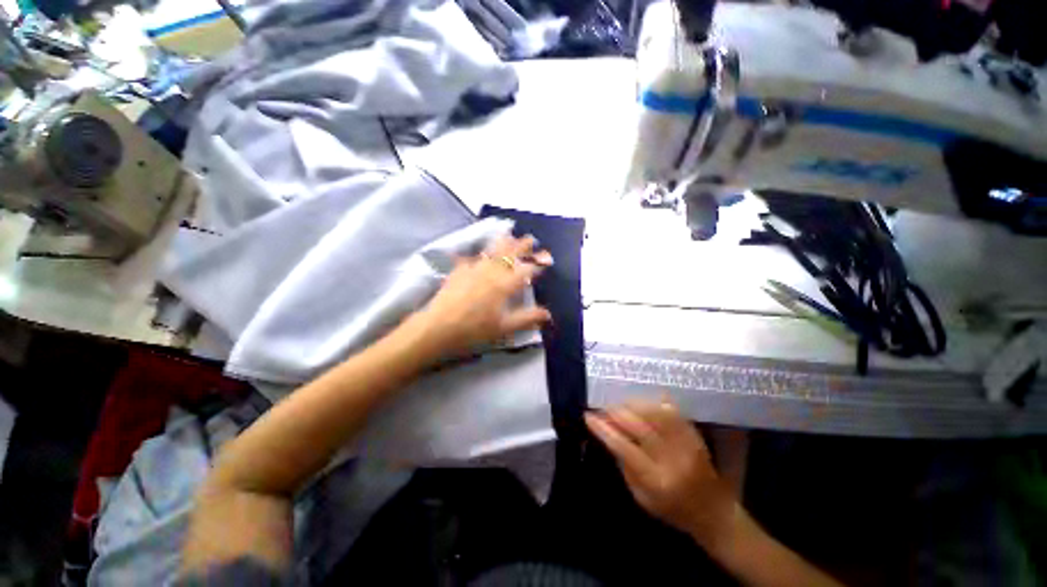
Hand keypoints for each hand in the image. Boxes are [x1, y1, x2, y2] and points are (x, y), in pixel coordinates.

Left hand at [416, 235, 552, 353]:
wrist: (438, 328)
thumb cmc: (474, 330)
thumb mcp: (504, 327)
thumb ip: (527, 318)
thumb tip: (548, 315)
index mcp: (504, 285)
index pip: (526, 269)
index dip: (538, 263)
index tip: (547, 259)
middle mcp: (491, 272)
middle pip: (509, 254)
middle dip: (522, 245)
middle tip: (531, 238)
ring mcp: (473, 269)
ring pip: (492, 251)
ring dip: (503, 243)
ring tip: (509, 235)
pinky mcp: (459, 270)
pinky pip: (471, 257)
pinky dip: (479, 253)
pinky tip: (479, 252)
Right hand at [585, 399, 735, 544]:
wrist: (714, 513)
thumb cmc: (672, 510)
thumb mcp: (641, 497)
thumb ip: (624, 464)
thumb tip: (607, 434)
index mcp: (656, 480)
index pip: (624, 447)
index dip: (603, 429)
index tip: (588, 416)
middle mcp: (672, 459)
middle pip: (639, 426)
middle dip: (616, 412)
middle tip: (603, 408)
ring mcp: (686, 444)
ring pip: (654, 413)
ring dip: (632, 404)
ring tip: (620, 405)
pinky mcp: (694, 436)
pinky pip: (671, 411)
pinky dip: (652, 403)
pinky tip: (641, 403)